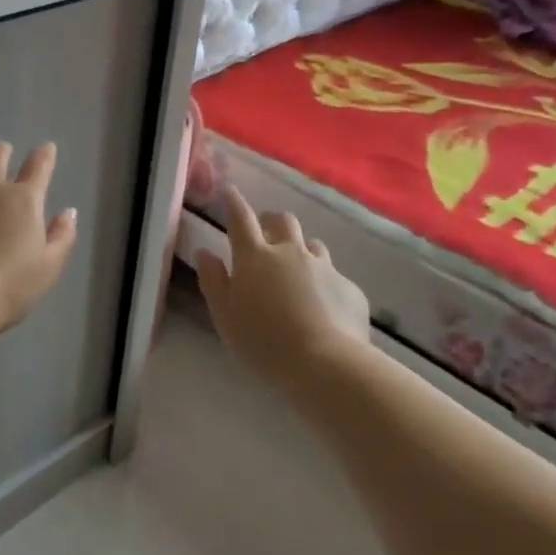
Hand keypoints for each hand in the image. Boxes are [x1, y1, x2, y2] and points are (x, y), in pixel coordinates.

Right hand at [196, 186, 368, 383]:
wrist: (326, 364)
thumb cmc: (263, 341)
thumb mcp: (225, 315)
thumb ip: (213, 280)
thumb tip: (205, 252)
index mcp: (254, 257)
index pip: (240, 218)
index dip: (233, 201)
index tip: (229, 190)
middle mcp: (290, 252)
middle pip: (282, 221)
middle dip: (271, 221)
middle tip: (264, 233)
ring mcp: (324, 268)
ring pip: (312, 245)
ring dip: (301, 250)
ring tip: (296, 271)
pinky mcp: (350, 288)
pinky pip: (335, 277)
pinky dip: (325, 284)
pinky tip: (323, 308)